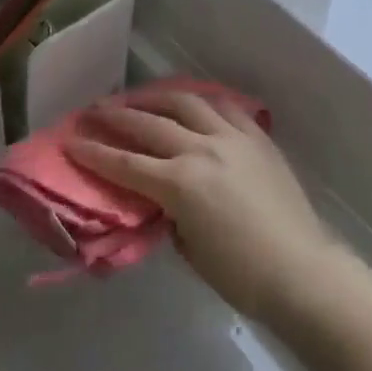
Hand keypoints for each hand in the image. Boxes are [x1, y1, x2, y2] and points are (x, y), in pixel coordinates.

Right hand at [67, 91, 339, 319]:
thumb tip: (161, 197)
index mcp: (180, 183)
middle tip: (93, 110)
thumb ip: (168, 214)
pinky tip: (191, 102)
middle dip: (117, 116)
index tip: (71, 141)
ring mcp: (233, 138)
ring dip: (156, 97)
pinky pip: (224, 107)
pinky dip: (201, 102)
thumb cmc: (240, 274)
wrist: (300, 269)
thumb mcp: (188, 248)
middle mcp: (202, 149)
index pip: (125, 164)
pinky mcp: (257, 137)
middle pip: (150, 125)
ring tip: (138, 97)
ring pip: (187, 103)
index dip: (94, 153)